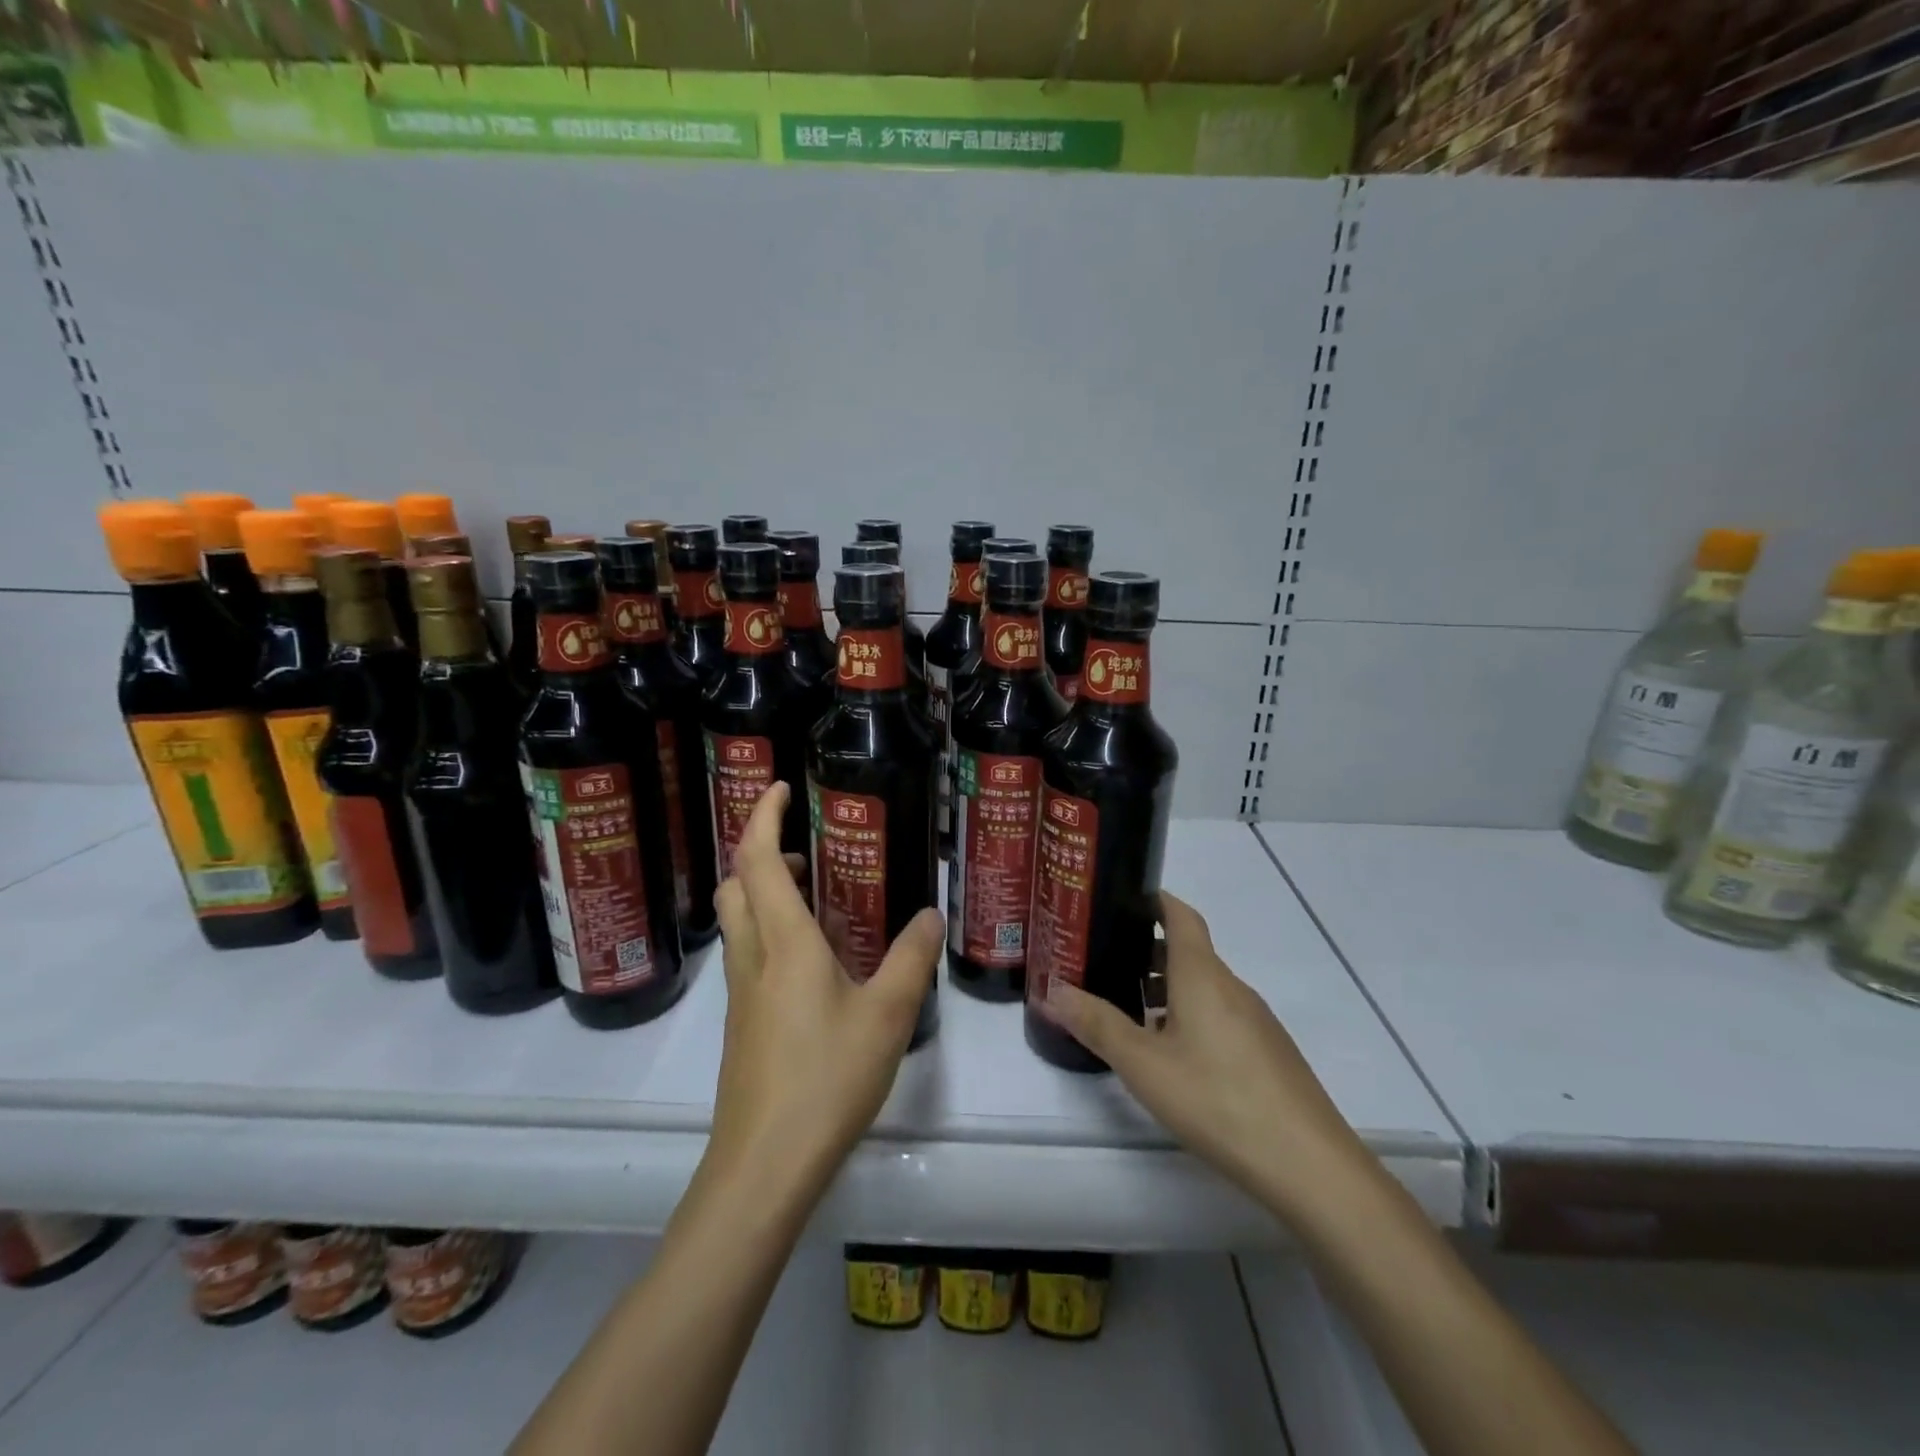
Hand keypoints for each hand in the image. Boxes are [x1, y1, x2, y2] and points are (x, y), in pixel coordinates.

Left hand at [707, 782, 943, 1199]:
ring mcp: (741, 994)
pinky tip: (815, 964)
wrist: (764, 1165)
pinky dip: (771, 933)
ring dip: (765, 893)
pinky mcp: (742, 1025)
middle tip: (805, 849)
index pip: (757, 859)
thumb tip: (930, 913)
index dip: (762, 814)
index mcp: (784, 942)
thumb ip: (912, 959)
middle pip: (735, 885)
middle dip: (760, 852)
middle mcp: (753, 958)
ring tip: (819, 900)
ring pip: (739, 921)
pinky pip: (749, 956)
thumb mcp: (887, 1015)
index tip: (779, 786)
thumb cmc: (826, 1078)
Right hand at [1041, 892, 1365, 1222]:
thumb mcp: (1144, 1064)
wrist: (1309, 1165)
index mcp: (1202, 975)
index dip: (1154, 899)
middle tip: (1103, 963)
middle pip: (1188, 952)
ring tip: (1128, 1012)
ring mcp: (1255, 1020)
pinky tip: (1171, 1056)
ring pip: (1203, 987)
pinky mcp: (1267, 1052)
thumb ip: (1096, 1024)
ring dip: (1166, 989)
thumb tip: (1051, 988)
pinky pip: (1220, 1015)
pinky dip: (1188, 1016)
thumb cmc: (1217, 1099)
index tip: (1120, 899)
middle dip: (1145, 952)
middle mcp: (1231, 986)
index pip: (1180, 915)